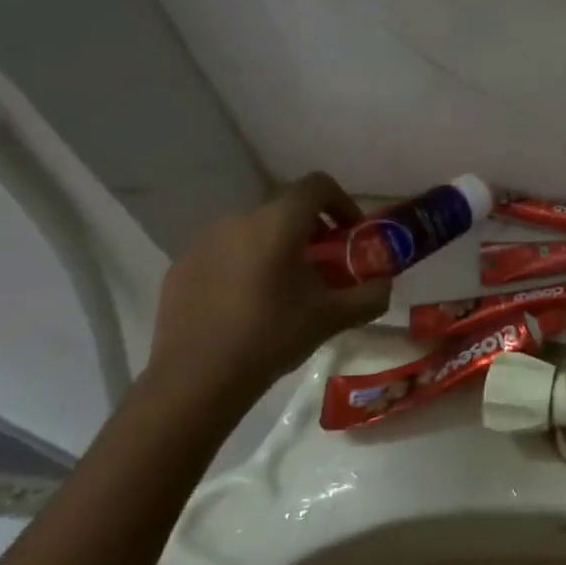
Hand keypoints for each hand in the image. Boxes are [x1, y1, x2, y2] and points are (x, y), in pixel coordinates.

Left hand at [145, 173, 390, 404]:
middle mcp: (238, 221)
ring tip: (284, 291)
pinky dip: (244, 266)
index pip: (316, 185)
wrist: (196, 379)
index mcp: (277, 225)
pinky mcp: (181, 266)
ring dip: (276, 249)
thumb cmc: (271, 338)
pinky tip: (246, 306)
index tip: (350, 234)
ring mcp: (203, 242)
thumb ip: (370, 295)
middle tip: (323, 269)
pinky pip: (224, 254)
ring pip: (253, 233)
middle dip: (311, 233)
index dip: (341, 202)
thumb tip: (384, 283)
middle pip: (285, 211)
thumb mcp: (333, 318)